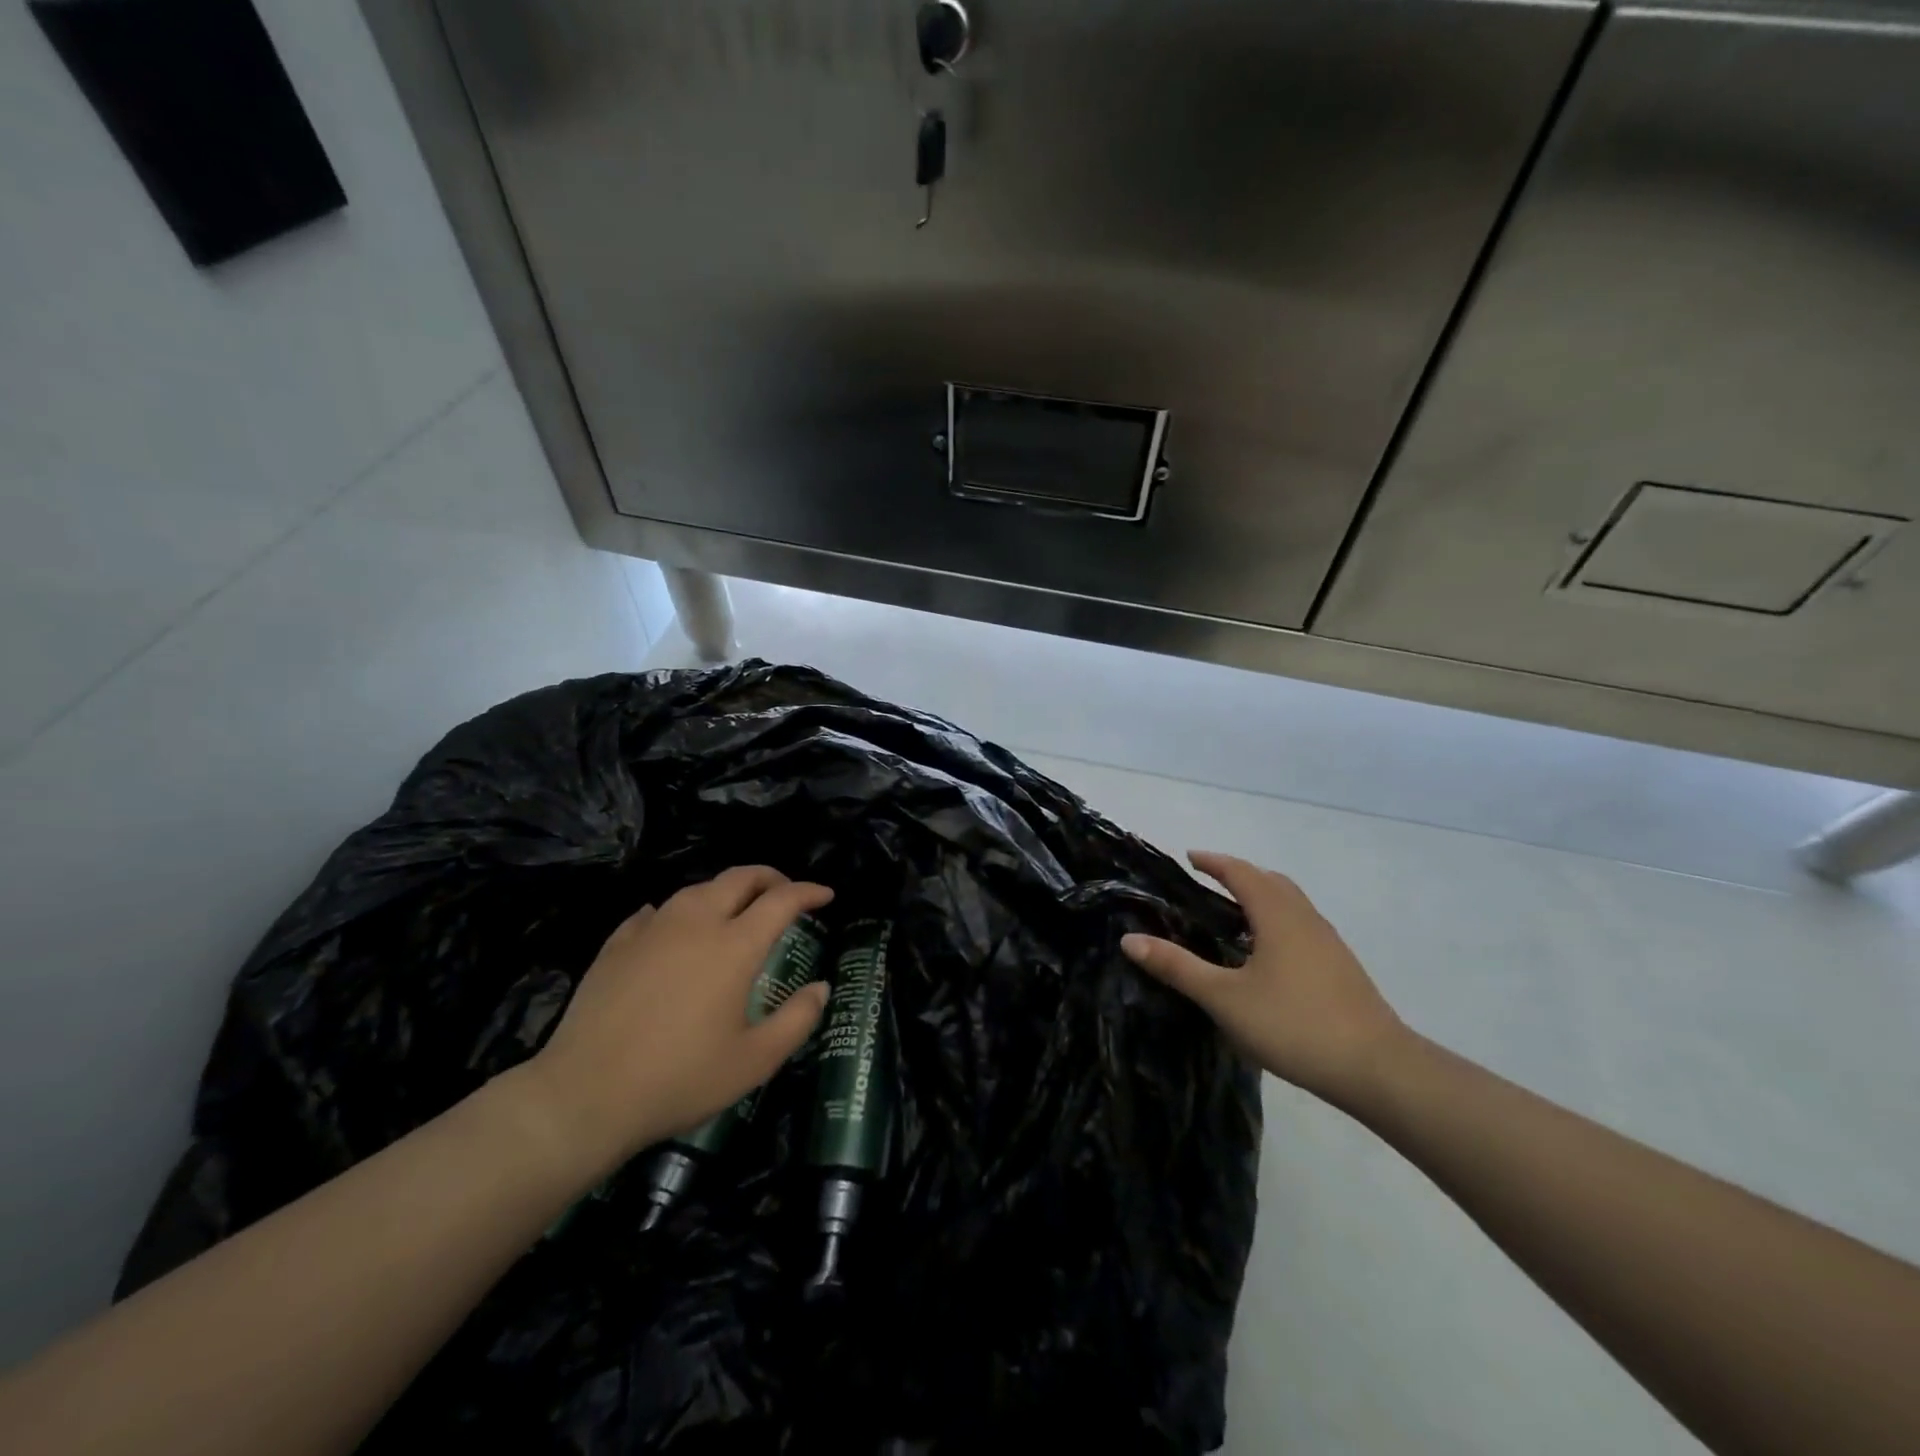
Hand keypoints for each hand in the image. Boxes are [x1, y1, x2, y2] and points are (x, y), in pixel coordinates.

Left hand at [503, 866, 833, 1180]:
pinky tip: (673, 927)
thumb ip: (797, 1020)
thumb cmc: (679, 1079)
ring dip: (725, 891)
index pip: (781, 900)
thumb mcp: (754, 1061)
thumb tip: (821, 988)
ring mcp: (652, 930)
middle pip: (739, 878)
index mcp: (734, 946)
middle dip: (770, 877)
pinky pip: (655, 912)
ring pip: (696, 889)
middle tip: (785, 893)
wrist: (584, 1095)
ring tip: (734, 910)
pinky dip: (677, 911)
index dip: (808, 892)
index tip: (826, 896)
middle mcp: (696, 923)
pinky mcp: (617, 945)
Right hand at [1122, 851, 1404, 1103]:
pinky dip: (1275, 921)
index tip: (1189, 858)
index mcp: (1277, 915)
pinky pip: (1300, 926)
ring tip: (1231, 916)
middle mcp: (1305, 918)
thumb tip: (1130, 939)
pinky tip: (1264, 955)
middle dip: (1238, 875)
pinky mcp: (1341, 967)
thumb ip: (1177, 967)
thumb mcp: (1224, 998)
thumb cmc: (1294, 1024)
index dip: (1214, 861)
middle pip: (1270, 881)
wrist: (1377, 1069)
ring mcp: (1328, 943)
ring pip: (1290, 904)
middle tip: (1206, 883)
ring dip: (1260, 898)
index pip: (1241, 872)